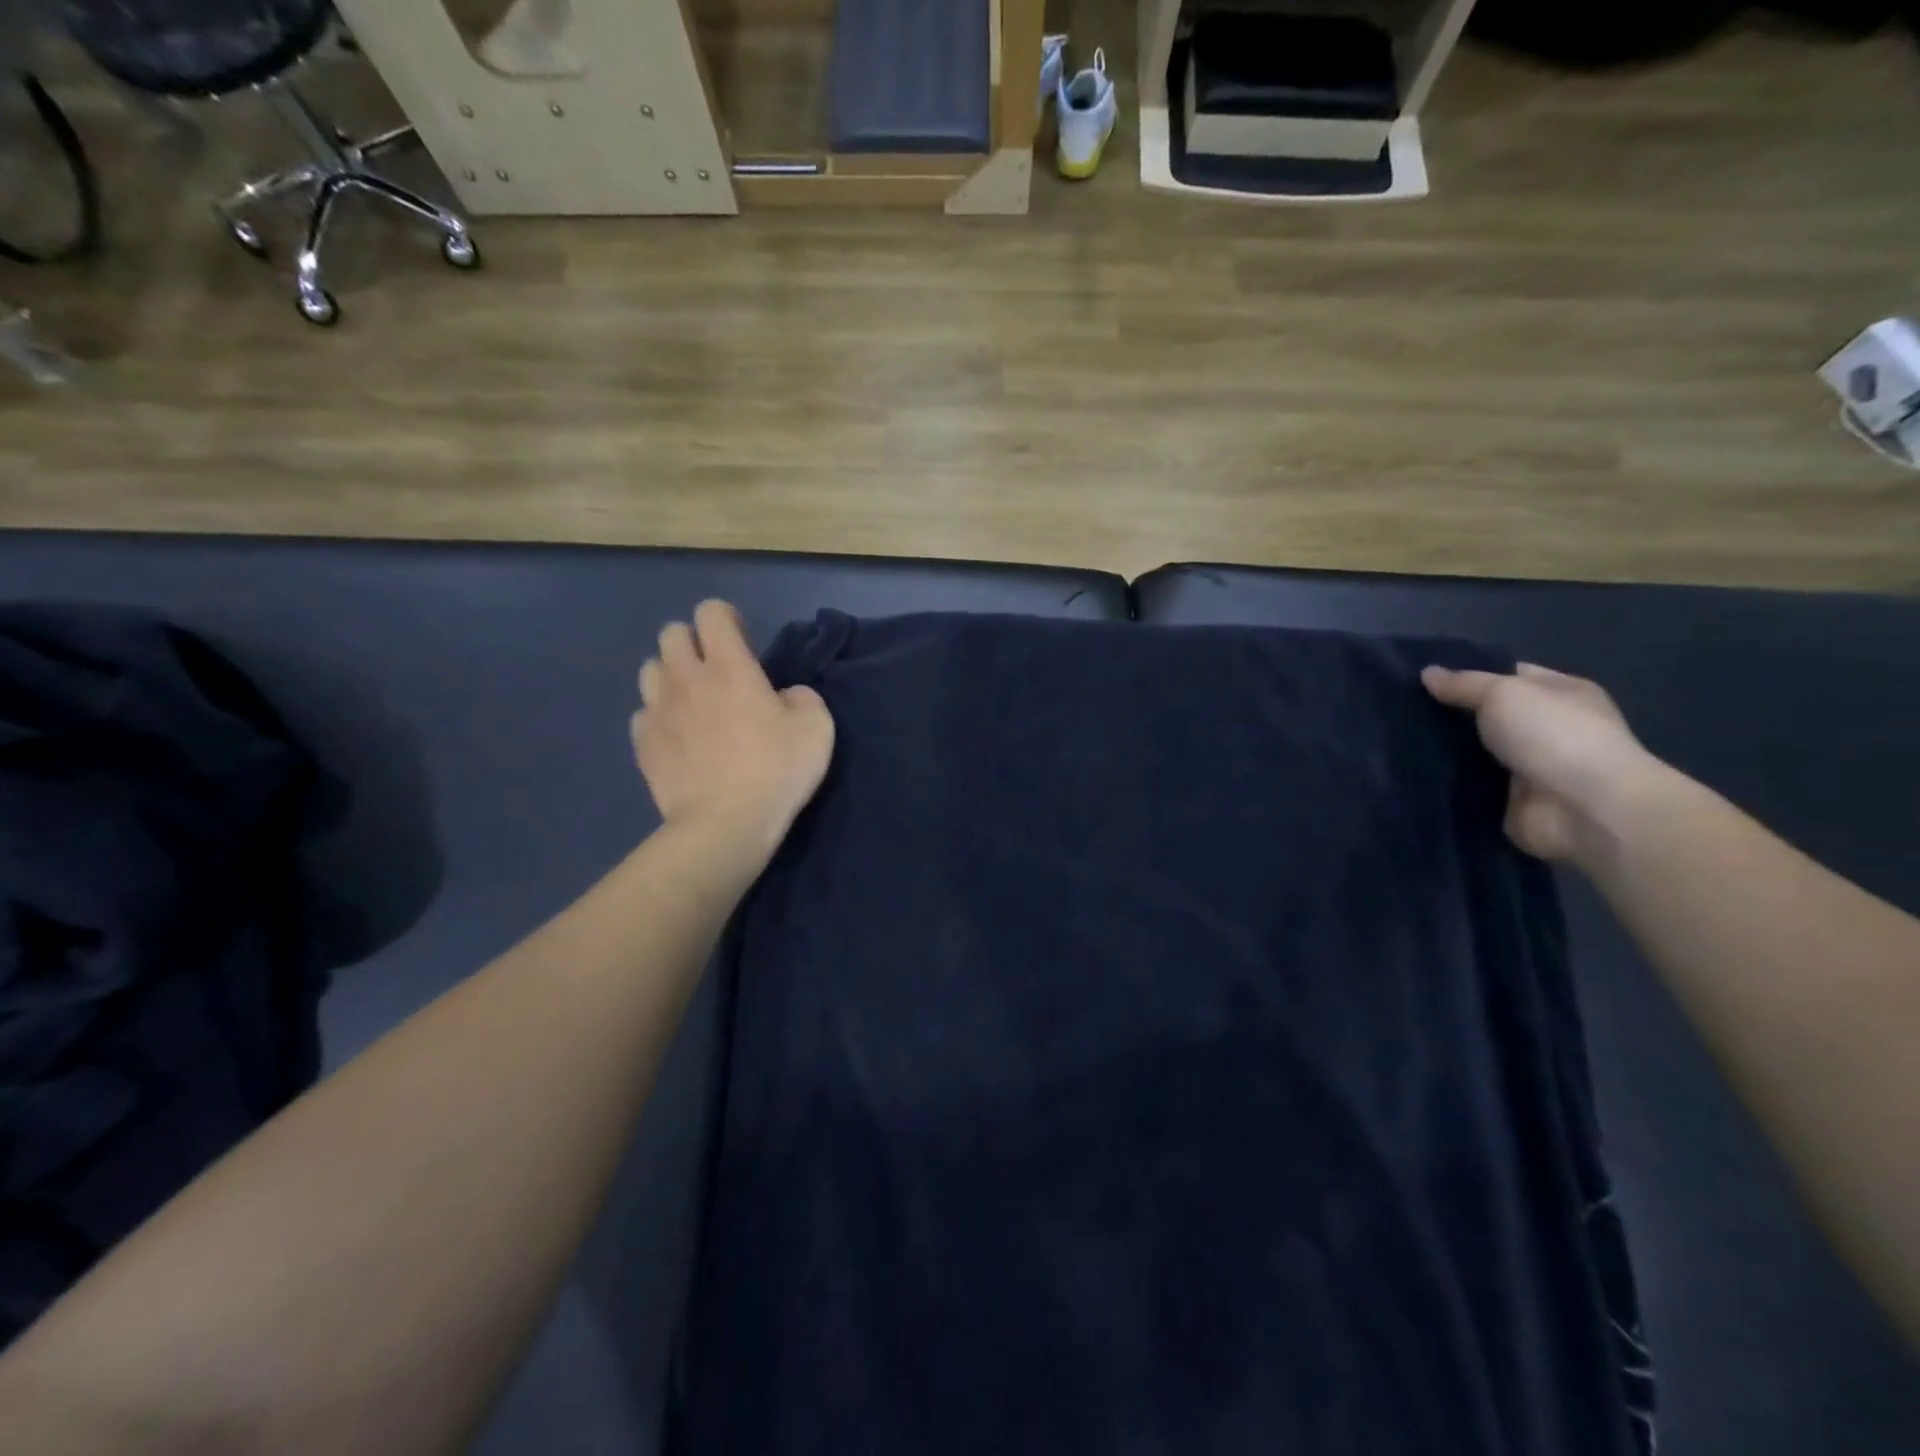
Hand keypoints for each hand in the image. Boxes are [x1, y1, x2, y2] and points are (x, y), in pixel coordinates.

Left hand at [632, 601, 834, 866]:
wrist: (724, 825)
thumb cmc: (775, 771)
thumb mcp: (817, 728)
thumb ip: (803, 698)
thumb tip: (784, 696)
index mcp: (729, 666)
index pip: (711, 612)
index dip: (726, 618)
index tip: (743, 642)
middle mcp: (685, 678)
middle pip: (671, 634)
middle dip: (693, 642)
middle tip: (717, 671)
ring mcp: (657, 710)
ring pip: (650, 670)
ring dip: (671, 676)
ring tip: (693, 702)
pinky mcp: (642, 744)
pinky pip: (643, 713)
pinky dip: (659, 717)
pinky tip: (679, 738)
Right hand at [1422, 663, 1659, 862]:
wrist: (1584, 809)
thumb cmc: (1553, 735)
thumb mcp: (1503, 693)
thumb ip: (1463, 684)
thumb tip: (1427, 673)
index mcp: (1560, 693)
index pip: (1508, 675)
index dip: (1468, 673)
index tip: (1422, 676)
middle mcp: (1547, 727)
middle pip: (1487, 714)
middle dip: (1448, 712)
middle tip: (1400, 706)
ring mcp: (1528, 766)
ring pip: (1473, 750)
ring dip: (1442, 748)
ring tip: (1394, 736)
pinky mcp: (1509, 799)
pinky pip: (1468, 783)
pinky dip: (1444, 779)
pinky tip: (1408, 769)